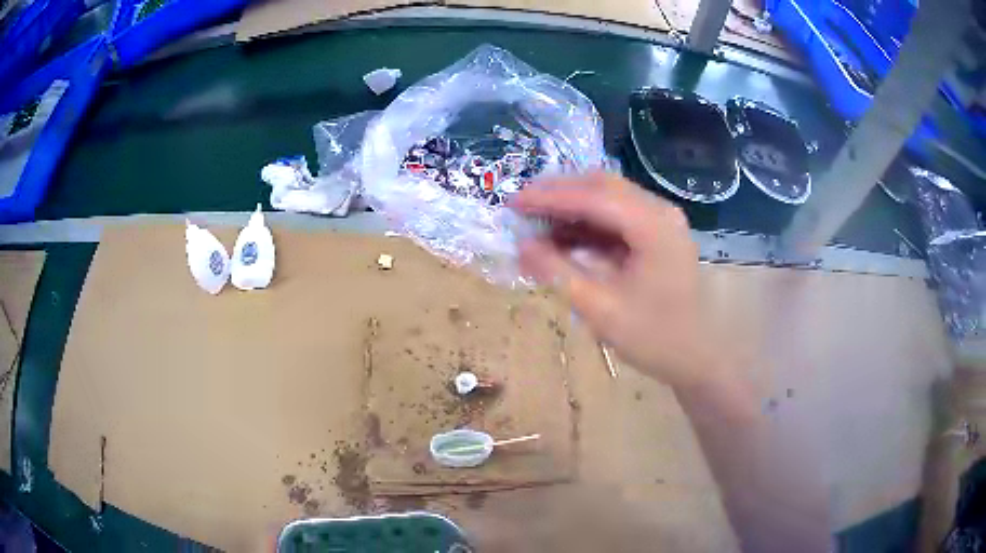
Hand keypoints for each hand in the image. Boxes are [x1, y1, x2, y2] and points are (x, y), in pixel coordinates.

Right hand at [511, 172, 716, 389]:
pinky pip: (616, 218)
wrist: (698, 357)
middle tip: (521, 207)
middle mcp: (659, 212)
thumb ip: (559, 273)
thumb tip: (522, 246)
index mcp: (653, 225)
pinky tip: (563, 238)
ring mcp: (660, 221)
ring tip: (536, 223)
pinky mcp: (657, 235)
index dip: (549, 197)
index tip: (512, 202)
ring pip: (608, 199)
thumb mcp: (601, 309)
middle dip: (558, 194)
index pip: (594, 197)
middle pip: (602, 187)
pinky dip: (587, 224)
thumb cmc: (655, 338)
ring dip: (572, 208)